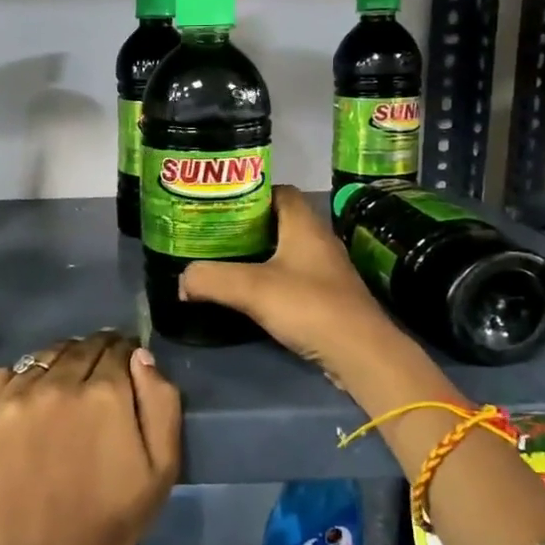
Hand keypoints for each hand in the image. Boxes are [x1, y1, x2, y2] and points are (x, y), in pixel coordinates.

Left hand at [0, 331, 181, 544]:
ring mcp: (16, 396)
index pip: (117, 348)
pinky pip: (5, 373)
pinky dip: (21, 378)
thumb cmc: (111, 518)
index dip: (125, 355)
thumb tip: (140, 356)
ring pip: (45, 356)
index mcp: (106, 393)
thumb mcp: (162, 467)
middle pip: (81, 347)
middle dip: (96, 355)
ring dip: (60, 363)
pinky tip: (30, 401)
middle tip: (98, 378)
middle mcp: (59, 383)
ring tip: (64, 388)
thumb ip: (161, 402)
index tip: (126, 368)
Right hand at [179, 184, 411, 398]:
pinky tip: (250, 294)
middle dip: (247, 225)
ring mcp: (326, 270)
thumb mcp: (251, 289)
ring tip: (225, 262)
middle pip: (279, 221)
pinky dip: (271, 280)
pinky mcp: (328, 297)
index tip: (220, 203)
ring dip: (259, 255)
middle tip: (213, 234)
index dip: (250, 192)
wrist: (360, 353)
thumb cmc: (309, 306)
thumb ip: (211, 278)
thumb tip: (183, 278)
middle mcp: (319, 240)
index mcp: (305, 224)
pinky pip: (293, 277)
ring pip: (286, 251)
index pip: (279, 191)